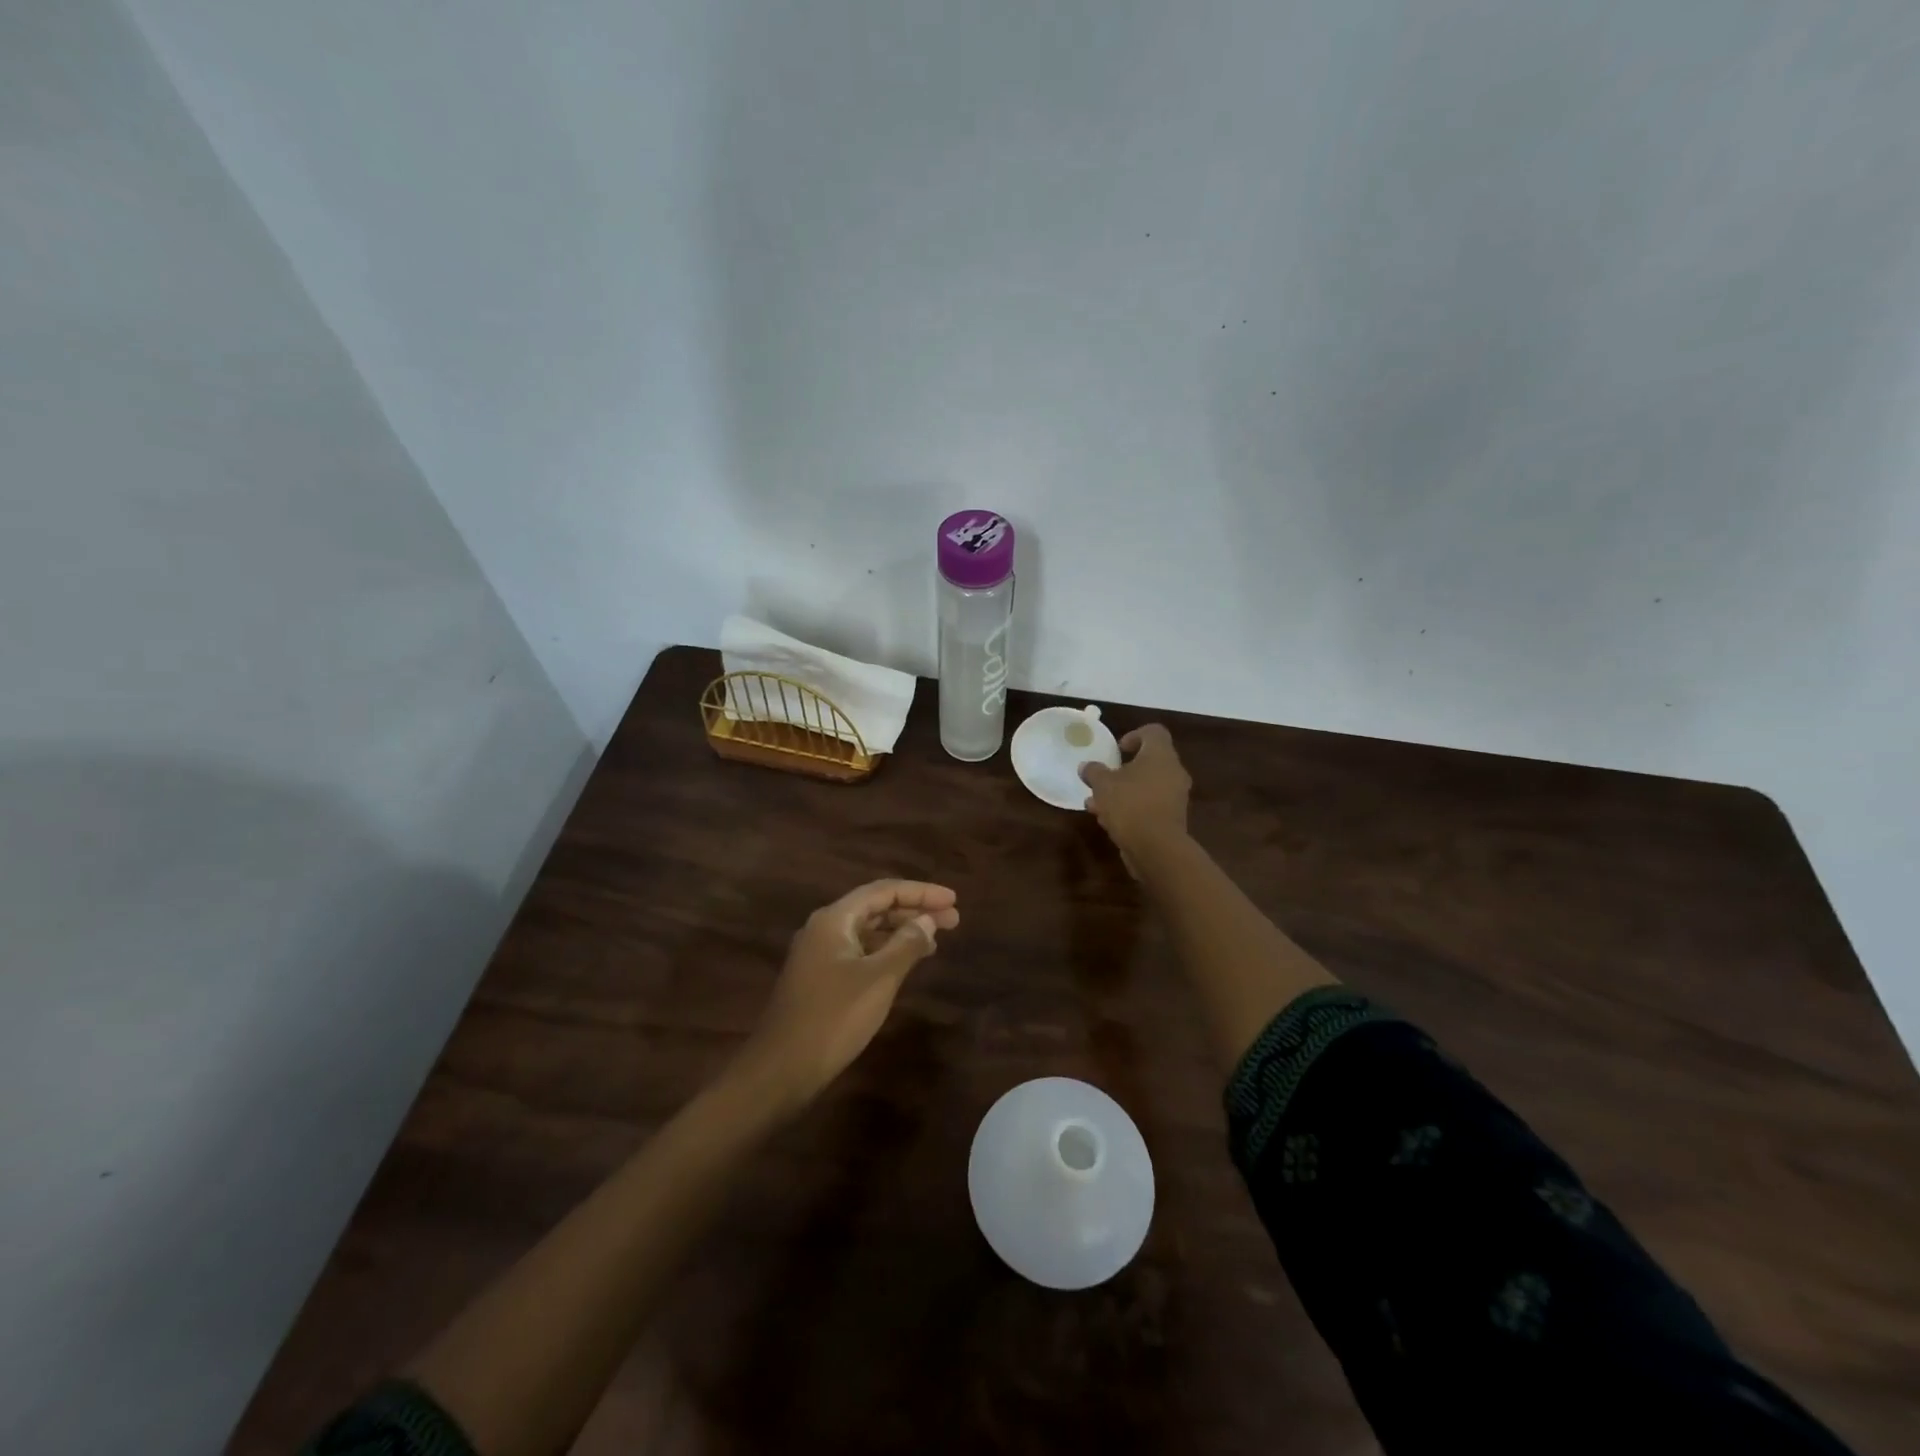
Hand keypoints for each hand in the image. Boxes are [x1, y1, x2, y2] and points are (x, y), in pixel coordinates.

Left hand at [742, 879, 959, 1108]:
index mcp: (834, 919)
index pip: (884, 891)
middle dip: (914, 911)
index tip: (953, 900)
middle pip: (875, 908)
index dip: (921, 892)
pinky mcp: (819, 979)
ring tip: (936, 941)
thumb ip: (906, 945)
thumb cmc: (833, 1017)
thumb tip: (928, 921)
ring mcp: (819, 954)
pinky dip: (885, 952)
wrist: (781, 1069)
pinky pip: (859, 952)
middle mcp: (824, 929)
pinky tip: (905, 964)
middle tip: (953, 920)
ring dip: (901, 932)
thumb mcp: (878, 979)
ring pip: (867, 931)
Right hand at [1079, 724, 1191, 861]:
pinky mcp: (1172, 819)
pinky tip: (1109, 821)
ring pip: (1147, 786)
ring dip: (1123, 791)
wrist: (1156, 847)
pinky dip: (1132, 808)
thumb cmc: (1130, 804)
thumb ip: (1093, 771)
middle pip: (1149, 761)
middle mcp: (1173, 772)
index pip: (1154, 732)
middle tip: (1105, 777)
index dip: (1134, 736)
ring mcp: (1175, 797)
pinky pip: (1149, 806)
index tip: (1118, 750)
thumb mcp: (1102, 784)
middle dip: (1124, 769)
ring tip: (1097, 803)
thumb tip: (1086, 766)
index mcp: (1160, 755)